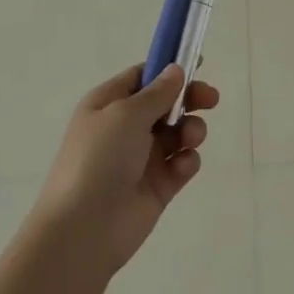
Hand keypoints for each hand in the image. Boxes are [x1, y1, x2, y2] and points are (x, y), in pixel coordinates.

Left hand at [33, 64, 218, 274]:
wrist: (83, 230)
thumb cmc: (99, 159)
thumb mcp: (126, 114)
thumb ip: (157, 91)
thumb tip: (175, 70)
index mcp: (109, 104)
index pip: (142, 76)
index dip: (169, 68)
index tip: (199, 63)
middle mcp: (125, 128)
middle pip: (166, 103)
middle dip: (189, 99)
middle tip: (210, 99)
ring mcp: (142, 158)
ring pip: (178, 132)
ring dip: (191, 129)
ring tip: (190, 138)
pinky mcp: (157, 186)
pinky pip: (181, 163)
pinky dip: (186, 161)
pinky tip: (181, 167)